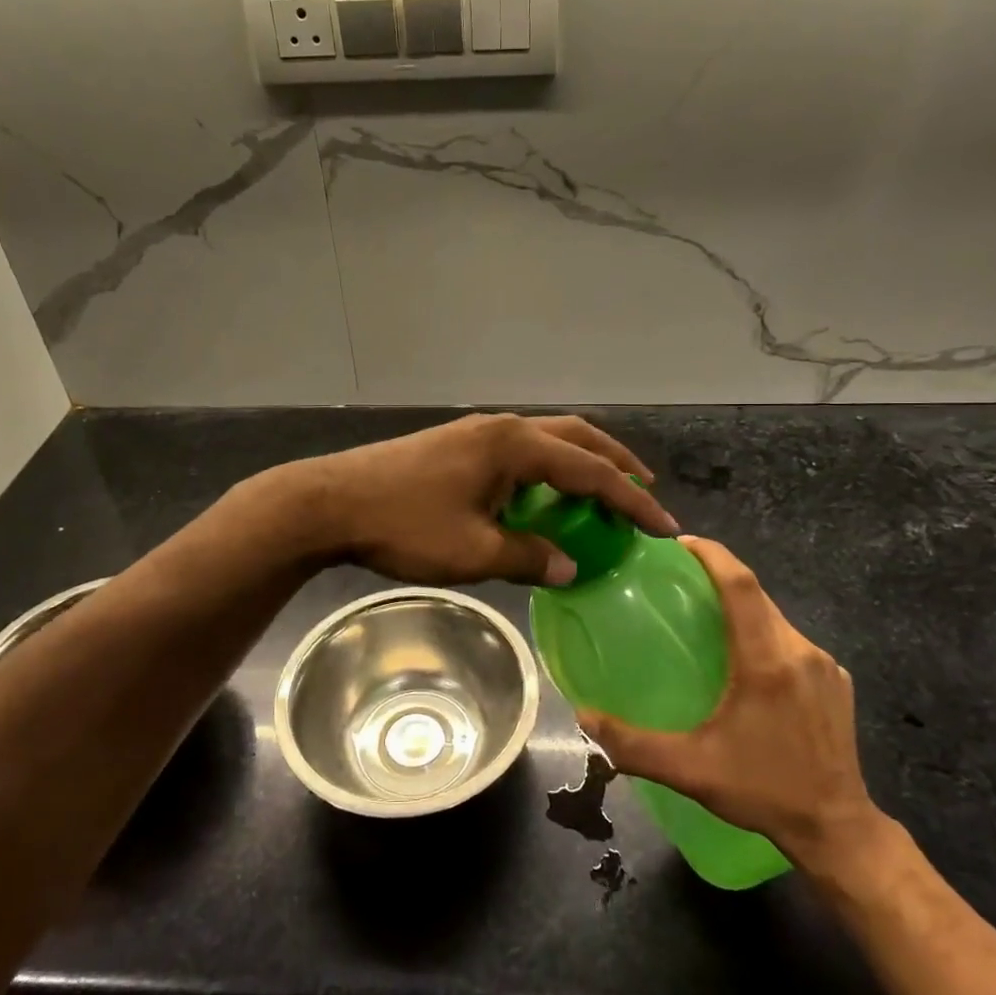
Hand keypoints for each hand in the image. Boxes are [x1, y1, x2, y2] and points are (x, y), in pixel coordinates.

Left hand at [296, 413, 677, 585]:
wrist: (331, 501)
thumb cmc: (405, 525)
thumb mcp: (474, 551)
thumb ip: (529, 557)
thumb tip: (570, 566)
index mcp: (515, 446)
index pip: (590, 472)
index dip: (631, 501)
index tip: (664, 528)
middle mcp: (503, 428)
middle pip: (576, 438)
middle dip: (615, 464)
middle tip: (645, 491)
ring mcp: (478, 431)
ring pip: (548, 439)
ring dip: (581, 461)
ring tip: (603, 490)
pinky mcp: (458, 443)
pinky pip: (521, 449)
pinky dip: (548, 467)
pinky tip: (545, 493)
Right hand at [576, 536, 890, 878]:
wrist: (838, 830)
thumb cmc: (763, 791)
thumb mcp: (690, 769)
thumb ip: (631, 744)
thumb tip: (582, 716)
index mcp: (767, 661)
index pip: (741, 585)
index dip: (712, 555)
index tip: (680, 543)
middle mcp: (800, 652)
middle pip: (757, 596)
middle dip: (720, 577)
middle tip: (679, 580)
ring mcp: (825, 666)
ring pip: (775, 618)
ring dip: (742, 608)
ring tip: (706, 616)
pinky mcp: (836, 682)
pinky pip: (792, 641)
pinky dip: (763, 633)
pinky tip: (744, 659)